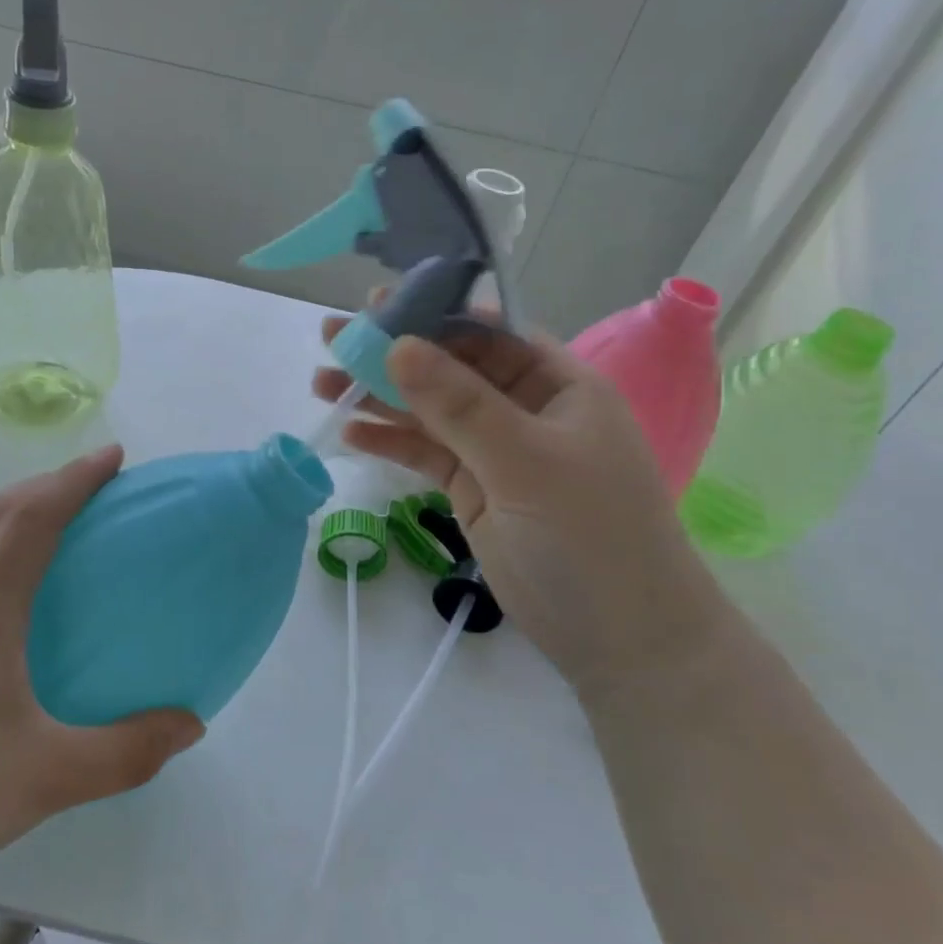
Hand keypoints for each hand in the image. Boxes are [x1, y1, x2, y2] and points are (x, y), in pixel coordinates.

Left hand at [0, 446, 203, 927]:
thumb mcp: (52, 779)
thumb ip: (130, 751)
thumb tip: (191, 726)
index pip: (30, 521)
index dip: (73, 480)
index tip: (113, 457)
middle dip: (43, 484)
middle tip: (91, 483)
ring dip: (10, 513)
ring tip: (51, 521)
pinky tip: (5, 592)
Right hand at [313, 321, 733, 699]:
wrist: (619, 637)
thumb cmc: (590, 534)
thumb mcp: (526, 462)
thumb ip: (460, 405)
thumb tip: (397, 345)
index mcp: (557, 383)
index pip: (488, 333)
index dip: (432, 316)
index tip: (376, 307)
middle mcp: (525, 408)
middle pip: (449, 369)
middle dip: (392, 355)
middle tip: (332, 340)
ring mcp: (496, 451)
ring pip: (430, 412)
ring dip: (380, 399)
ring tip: (323, 385)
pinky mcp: (473, 489)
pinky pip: (426, 454)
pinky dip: (391, 443)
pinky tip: (351, 434)